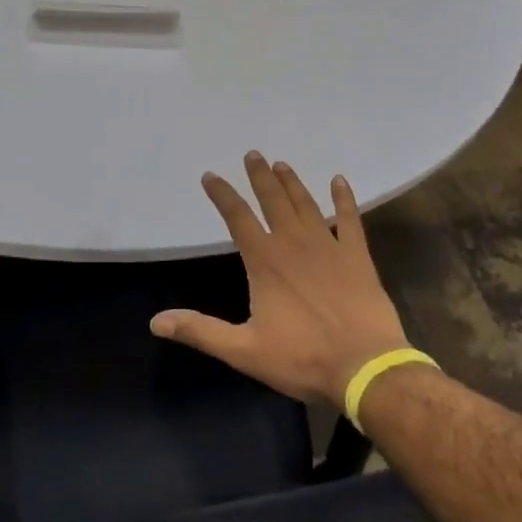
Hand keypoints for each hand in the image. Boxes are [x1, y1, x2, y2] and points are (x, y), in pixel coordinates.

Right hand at [150, 151, 410, 407]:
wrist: (365, 367)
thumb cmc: (303, 358)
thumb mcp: (244, 350)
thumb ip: (201, 331)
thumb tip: (156, 322)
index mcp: (265, 261)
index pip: (237, 217)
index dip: (222, 195)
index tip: (210, 176)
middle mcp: (294, 243)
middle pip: (273, 200)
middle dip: (260, 176)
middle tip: (253, 154)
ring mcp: (329, 246)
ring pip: (306, 204)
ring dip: (292, 183)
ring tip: (282, 164)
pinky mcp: (357, 256)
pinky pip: (350, 219)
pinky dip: (345, 199)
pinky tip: (340, 181)